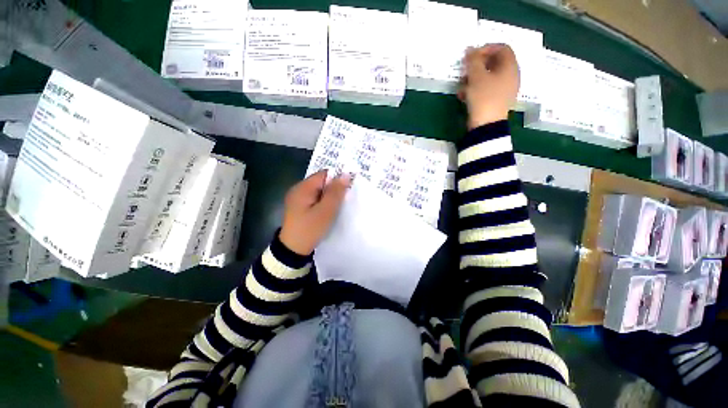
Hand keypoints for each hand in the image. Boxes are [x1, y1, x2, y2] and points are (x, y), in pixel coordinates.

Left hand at [280, 170, 351, 255]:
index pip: (324, 174)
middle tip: (344, 199)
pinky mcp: (299, 207)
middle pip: (321, 182)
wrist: (293, 249)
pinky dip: (323, 202)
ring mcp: (298, 198)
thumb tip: (345, 175)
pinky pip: (315, 199)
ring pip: (319, 191)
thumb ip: (336, 192)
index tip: (348, 189)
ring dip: (329, 196)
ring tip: (338, 205)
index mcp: (303, 188)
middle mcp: (298, 189)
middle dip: (334, 189)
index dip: (337, 179)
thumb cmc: (310, 229)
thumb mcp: (326, 211)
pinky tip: (329, 210)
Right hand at [459, 44, 519, 129]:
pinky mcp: (496, 101)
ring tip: (462, 87)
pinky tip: (464, 96)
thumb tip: (470, 49)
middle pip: (494, 63)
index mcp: (510, 67)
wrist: (486, 126)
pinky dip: (475, 90)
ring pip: (488, 77)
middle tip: (465, 72)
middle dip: (477, 66)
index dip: (486, 49)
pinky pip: (486, 89)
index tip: (471, 57)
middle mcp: (510, 76)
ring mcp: (504, 90)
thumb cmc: (484, 98)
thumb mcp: (476, 77)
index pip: (502, 48)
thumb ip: (473, 61)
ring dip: (473, 79)